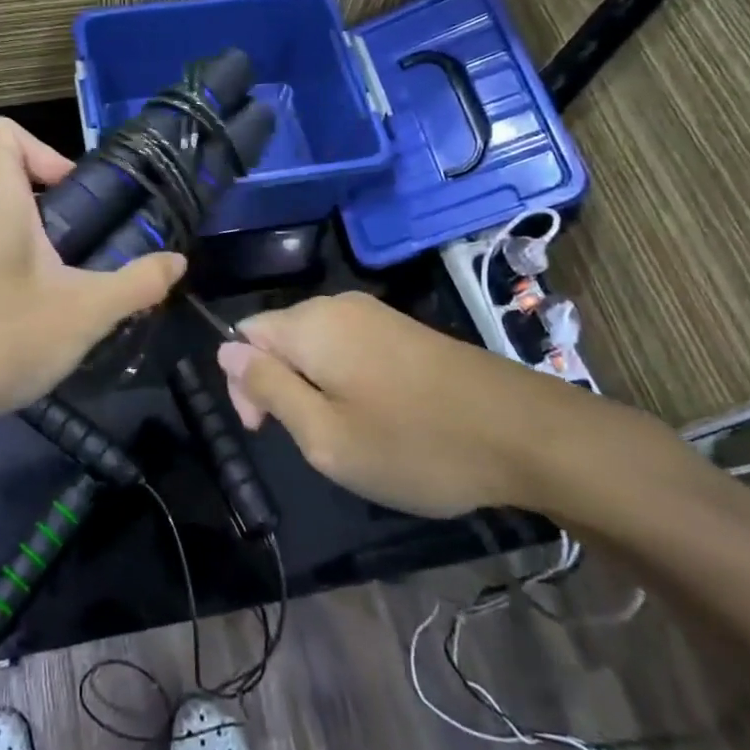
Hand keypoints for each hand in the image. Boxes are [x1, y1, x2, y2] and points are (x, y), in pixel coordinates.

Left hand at [0, 117, 184, 429]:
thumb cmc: (2, 337)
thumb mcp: (85, 312)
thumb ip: (138, 283)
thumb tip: (177, 262)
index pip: (5, 131)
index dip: (46, 149)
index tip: (77, 194)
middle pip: (9, 174)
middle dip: (55, 199)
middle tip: (90, 241)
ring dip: (37, 234)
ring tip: (71, 277)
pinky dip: (15, 259)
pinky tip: (37, 308)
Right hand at [215, 291, 602, 516]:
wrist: (523, 433)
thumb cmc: (413, 443)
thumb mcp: (324, 434)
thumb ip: (268, 388)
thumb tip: (225, 349)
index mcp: (311, 324)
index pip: (244, 335)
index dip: (242, 382)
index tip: (267, 432)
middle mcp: (339, 306)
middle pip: (279, 336)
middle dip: (278, 385)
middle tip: (312, 441)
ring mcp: (377, 315)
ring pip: (315, 344)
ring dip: (313, 387)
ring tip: (346, 434)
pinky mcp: (405, 330)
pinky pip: (349, 347)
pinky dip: (345, 380)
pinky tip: (376, 417)